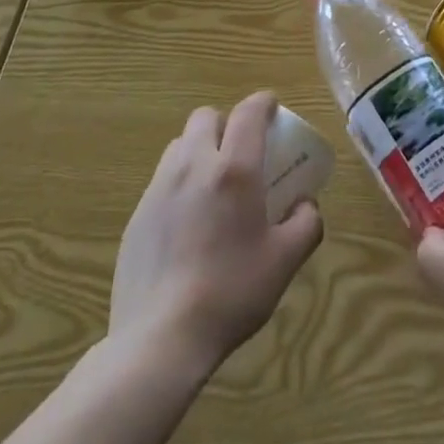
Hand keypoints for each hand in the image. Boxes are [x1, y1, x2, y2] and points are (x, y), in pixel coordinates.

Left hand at [107, 91, 323, 375]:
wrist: (159, 340)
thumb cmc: (231, 293)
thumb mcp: (285, 261)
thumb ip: (306, 223)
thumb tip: (305, 205)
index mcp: (234, 169)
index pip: (249, 112)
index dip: (263, 102)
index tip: (273, 110)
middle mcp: (194, 166)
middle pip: (206, 117)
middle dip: (226, 123)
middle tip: (241, 151)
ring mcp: (159, 190)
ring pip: (180, 145)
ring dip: (200, 149)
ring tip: (212, 183)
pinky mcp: (137, 216)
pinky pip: (161, 180)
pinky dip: (179, 183)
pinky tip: (187, 222)